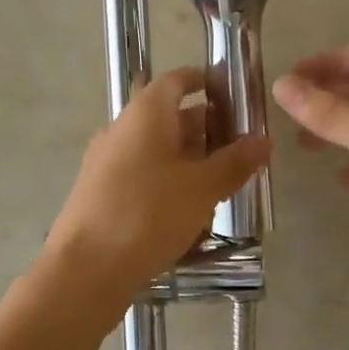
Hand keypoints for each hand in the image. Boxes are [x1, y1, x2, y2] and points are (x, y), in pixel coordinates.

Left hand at [46, 67, 270, 298]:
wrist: (85, 269)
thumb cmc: (148, 214)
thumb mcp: (202, 188)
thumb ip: (234, 162)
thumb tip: (263, 140)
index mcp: (144, 113)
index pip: (177, 80)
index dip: (206, 82)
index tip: (234, 96)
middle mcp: (122, 128)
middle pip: (168, 115)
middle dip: (205, 127)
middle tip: (240, 146)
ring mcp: (107, 161)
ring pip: (156, 147)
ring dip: (189, 157)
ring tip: (222, 179)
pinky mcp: (101, 192)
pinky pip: (142, 173)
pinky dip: (168, 179)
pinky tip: (189, 208)